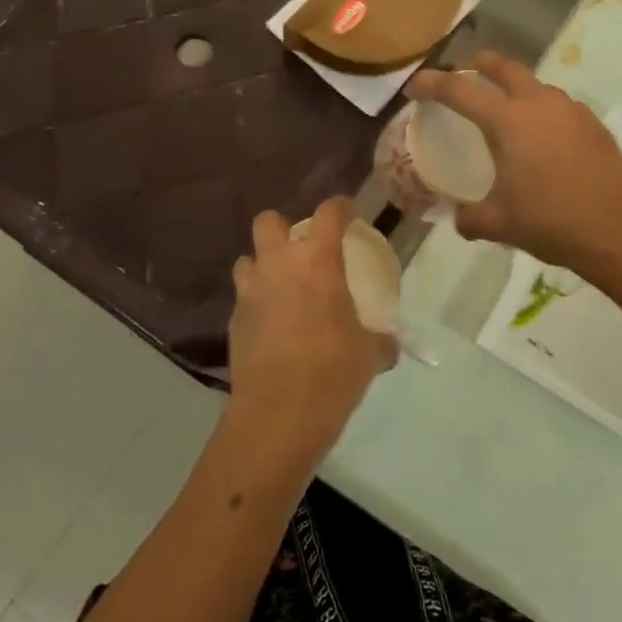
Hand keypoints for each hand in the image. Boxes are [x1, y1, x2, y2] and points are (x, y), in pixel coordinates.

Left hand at [224, 197, 394, 482]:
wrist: (278, 414)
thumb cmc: (333, 372)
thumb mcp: (370, 354)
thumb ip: (379, 340)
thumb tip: (388, 344)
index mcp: (318, 261)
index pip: (329, 213)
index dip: (341, 207)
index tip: (349, 214)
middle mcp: (278, 265)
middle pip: (268, 221)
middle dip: (283, 228)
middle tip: (302, 250)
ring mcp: (250, 292)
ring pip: (248, 259)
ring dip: (263, 266)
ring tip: (282, 287)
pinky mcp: (233, 320)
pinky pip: (244, 298)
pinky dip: (258, 303)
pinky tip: (273, 326)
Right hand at [406, 51, 621, 271]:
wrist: (615, 231)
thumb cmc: (549, 222)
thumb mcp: (497, 224)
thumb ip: (469, 218)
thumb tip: (460, 218)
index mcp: (507, 121)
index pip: (459, 90)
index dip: (431, 84)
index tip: (415, 87)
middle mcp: (538, 104)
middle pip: (503, 66)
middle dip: (479, 64)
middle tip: (465, 73)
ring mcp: (571, 110)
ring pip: (535, 85)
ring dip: (515, 88)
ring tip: (507, 110)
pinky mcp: (593, 124)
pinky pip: (560, 107)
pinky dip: (543, 111)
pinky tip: (544, 138)